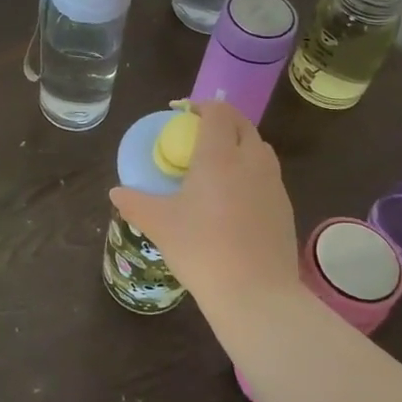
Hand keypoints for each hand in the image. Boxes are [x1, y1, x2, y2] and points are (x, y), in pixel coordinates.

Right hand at [109, 101, 301, 321]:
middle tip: (198, 135)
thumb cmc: (202, 250)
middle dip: (222, 121)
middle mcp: (251, 161)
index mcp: (219, 155)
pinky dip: (252, 172)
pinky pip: (268, 175)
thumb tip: (116, 192)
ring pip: (259, 148)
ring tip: (218, 164)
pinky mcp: (285, 207)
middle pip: (242, 124)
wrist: (255, 295)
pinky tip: (236, 198)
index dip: (201, 106)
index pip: (218, 111)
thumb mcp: (159, 225)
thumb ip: (135, 203)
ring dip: (240, 144)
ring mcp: (273, 184)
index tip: (183, 115)